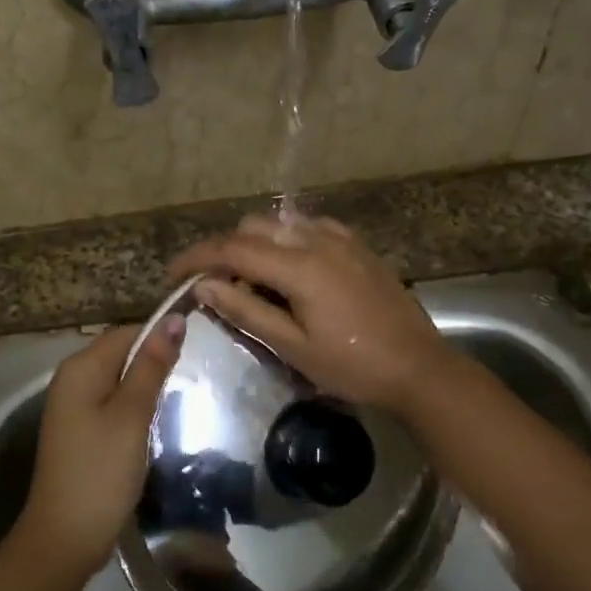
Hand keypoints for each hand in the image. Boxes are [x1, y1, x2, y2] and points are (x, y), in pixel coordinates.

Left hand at [16, 318, 182, 580]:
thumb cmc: (101, 471)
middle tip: (196, 376)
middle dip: (155, 361)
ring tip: (183, 396)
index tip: (198, 350)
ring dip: (147, 385)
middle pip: (122, 353)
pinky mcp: (80, 430)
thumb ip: (152, 366)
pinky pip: (112, 402)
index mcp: (81, 367)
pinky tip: (155, 421)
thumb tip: (173, 319)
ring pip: (119, 379)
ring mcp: (73, 406)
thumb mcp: (132, 414)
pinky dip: (135, 406)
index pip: (128, 332)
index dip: (161, 336)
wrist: (65, 538)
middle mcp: (72, 379)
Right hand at [168, 214, 452, 409]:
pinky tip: (290, 267)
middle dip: (224, 251)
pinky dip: (287, 239)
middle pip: (252, 228)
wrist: (418, 367)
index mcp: (298, 266)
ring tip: (252, 281)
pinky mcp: (357, 245)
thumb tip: (205, 287)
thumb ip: (247, 311)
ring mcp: (340, 239)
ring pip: (280, 223)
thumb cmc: (352, 365)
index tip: (172, 275)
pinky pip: (309, 227)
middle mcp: (316, 240)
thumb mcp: (293, 347)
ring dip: (255, 244)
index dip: (196, 259)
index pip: (232, 249)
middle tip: (215, 287)